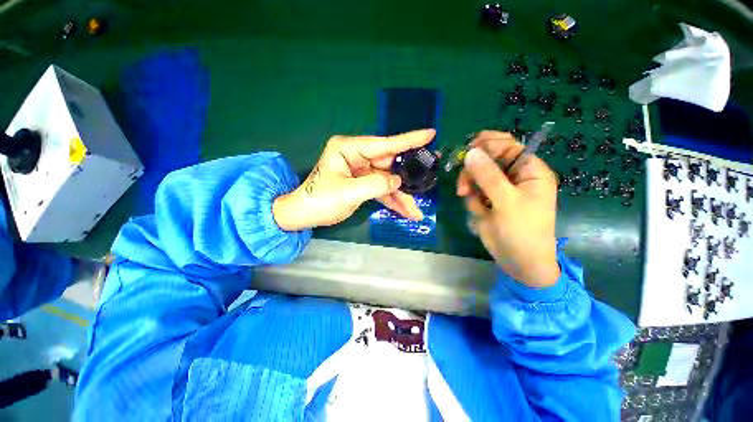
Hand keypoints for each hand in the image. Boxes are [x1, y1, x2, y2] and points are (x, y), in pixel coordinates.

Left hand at [273, 129, 434, 230]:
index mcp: (349, 149)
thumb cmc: (320, 200)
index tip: (430, 134)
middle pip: (389, 165)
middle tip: (429, 179)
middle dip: (407, 178)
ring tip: (415, 211)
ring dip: (400, 196)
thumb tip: (398, 181)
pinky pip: (381, 190)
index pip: (384, 144)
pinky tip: (404, 211)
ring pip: (387, 181)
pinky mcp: (362, 183)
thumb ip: (377, 185)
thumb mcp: (349, 193)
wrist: (304, 215)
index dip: (408, 140)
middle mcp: (357, 156)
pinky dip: (391, 200)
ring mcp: (360, 170)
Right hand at [457, 131, 559, 287]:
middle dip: (473, 170)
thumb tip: (469, 152)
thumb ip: (488, 175)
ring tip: (466, 197)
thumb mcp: (507, 201)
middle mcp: (514, 176)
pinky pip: (473, 191)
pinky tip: (478, 212)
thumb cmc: (522, 230)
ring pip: (476, 176)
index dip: (487, 145)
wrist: (519, 262)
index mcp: (529, 171)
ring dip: (469, 185)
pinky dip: (471, 199)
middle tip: (463, 185)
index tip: (466, 151)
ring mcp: (499, 189)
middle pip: (487, 160)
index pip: (507, 146)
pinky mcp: (488, 201)